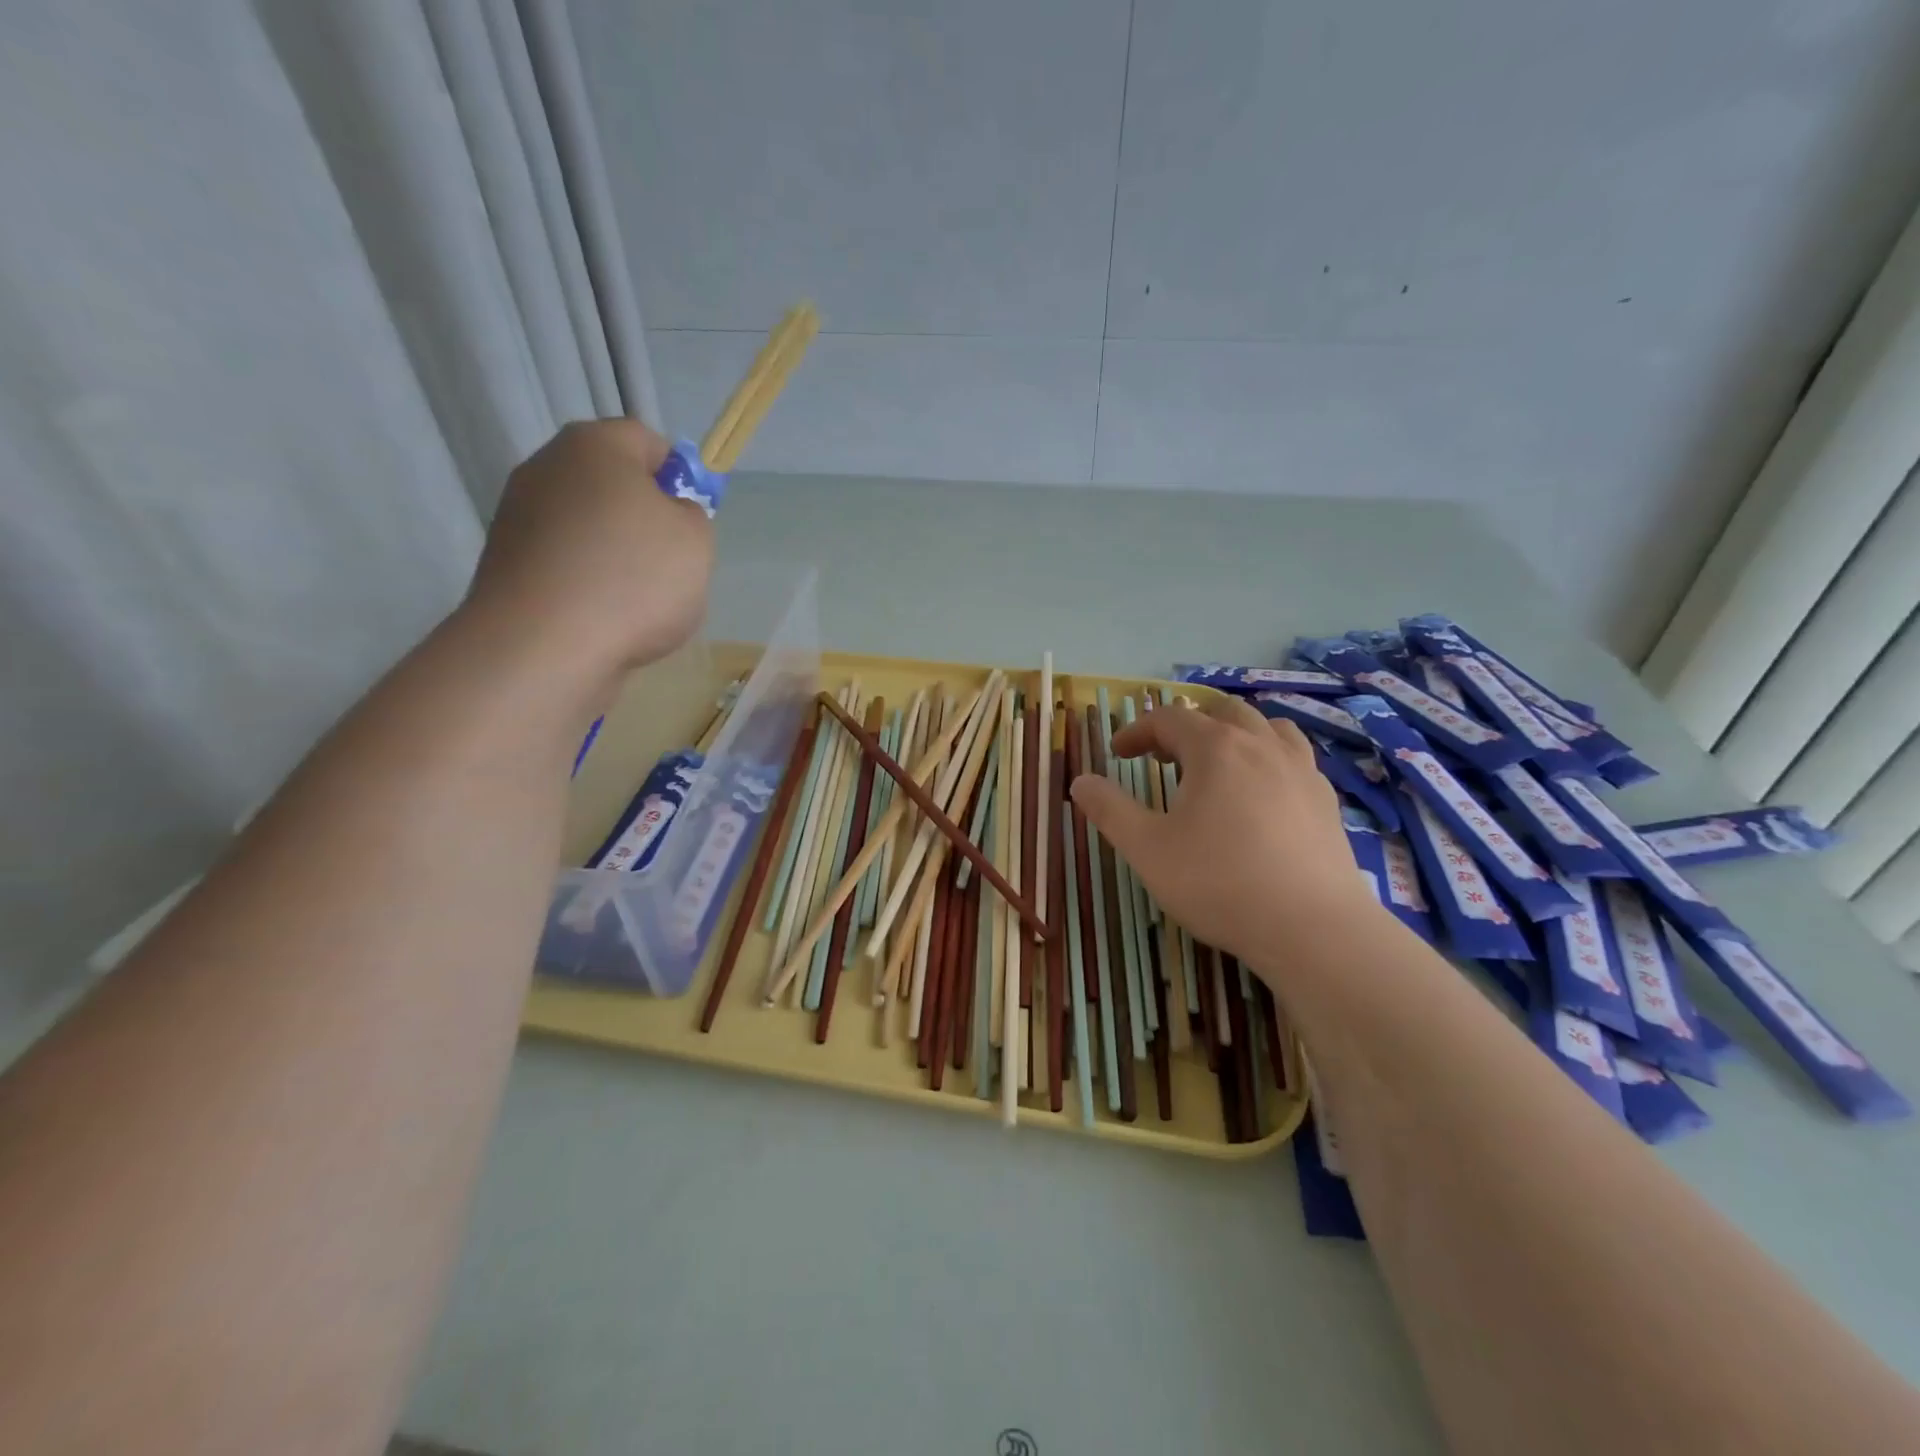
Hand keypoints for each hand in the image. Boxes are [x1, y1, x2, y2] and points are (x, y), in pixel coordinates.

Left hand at [464, 420, 714, 674]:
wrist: (545, 647)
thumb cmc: (634, 579)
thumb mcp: (696, 540)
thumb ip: (690, 514)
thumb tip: (665, 513)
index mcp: (595, 446)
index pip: (647, 440)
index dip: (678, 476)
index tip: (691, 520)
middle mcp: (547, 467)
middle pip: (611, 483)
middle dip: (644, 517)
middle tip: (670, 561)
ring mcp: (518, 516)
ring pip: (587, 526)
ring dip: (615, 554)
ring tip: (638, 601)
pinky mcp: (506, 564)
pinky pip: (565, 563)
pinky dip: (587, 583)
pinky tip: (604, 618)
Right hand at [1070, 696, 1378, 972]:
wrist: (1312, 927)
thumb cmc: (1218, 882)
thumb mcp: (1146, 849)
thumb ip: (1109, 810)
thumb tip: (1080, 781)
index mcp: (1215, 749)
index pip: (1168, 719)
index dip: (1137, 731)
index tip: (1117, 753)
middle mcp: (1261, 746)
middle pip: (1221, 712)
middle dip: (1186, 726)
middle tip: (1164, 758)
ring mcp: (1301, 770)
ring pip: (1267, 726)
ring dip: (1234, 733)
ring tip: (1217, 763)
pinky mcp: (1326, 800)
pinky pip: (1295, 757)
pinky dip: (1268, 758)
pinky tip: (1261, 794)